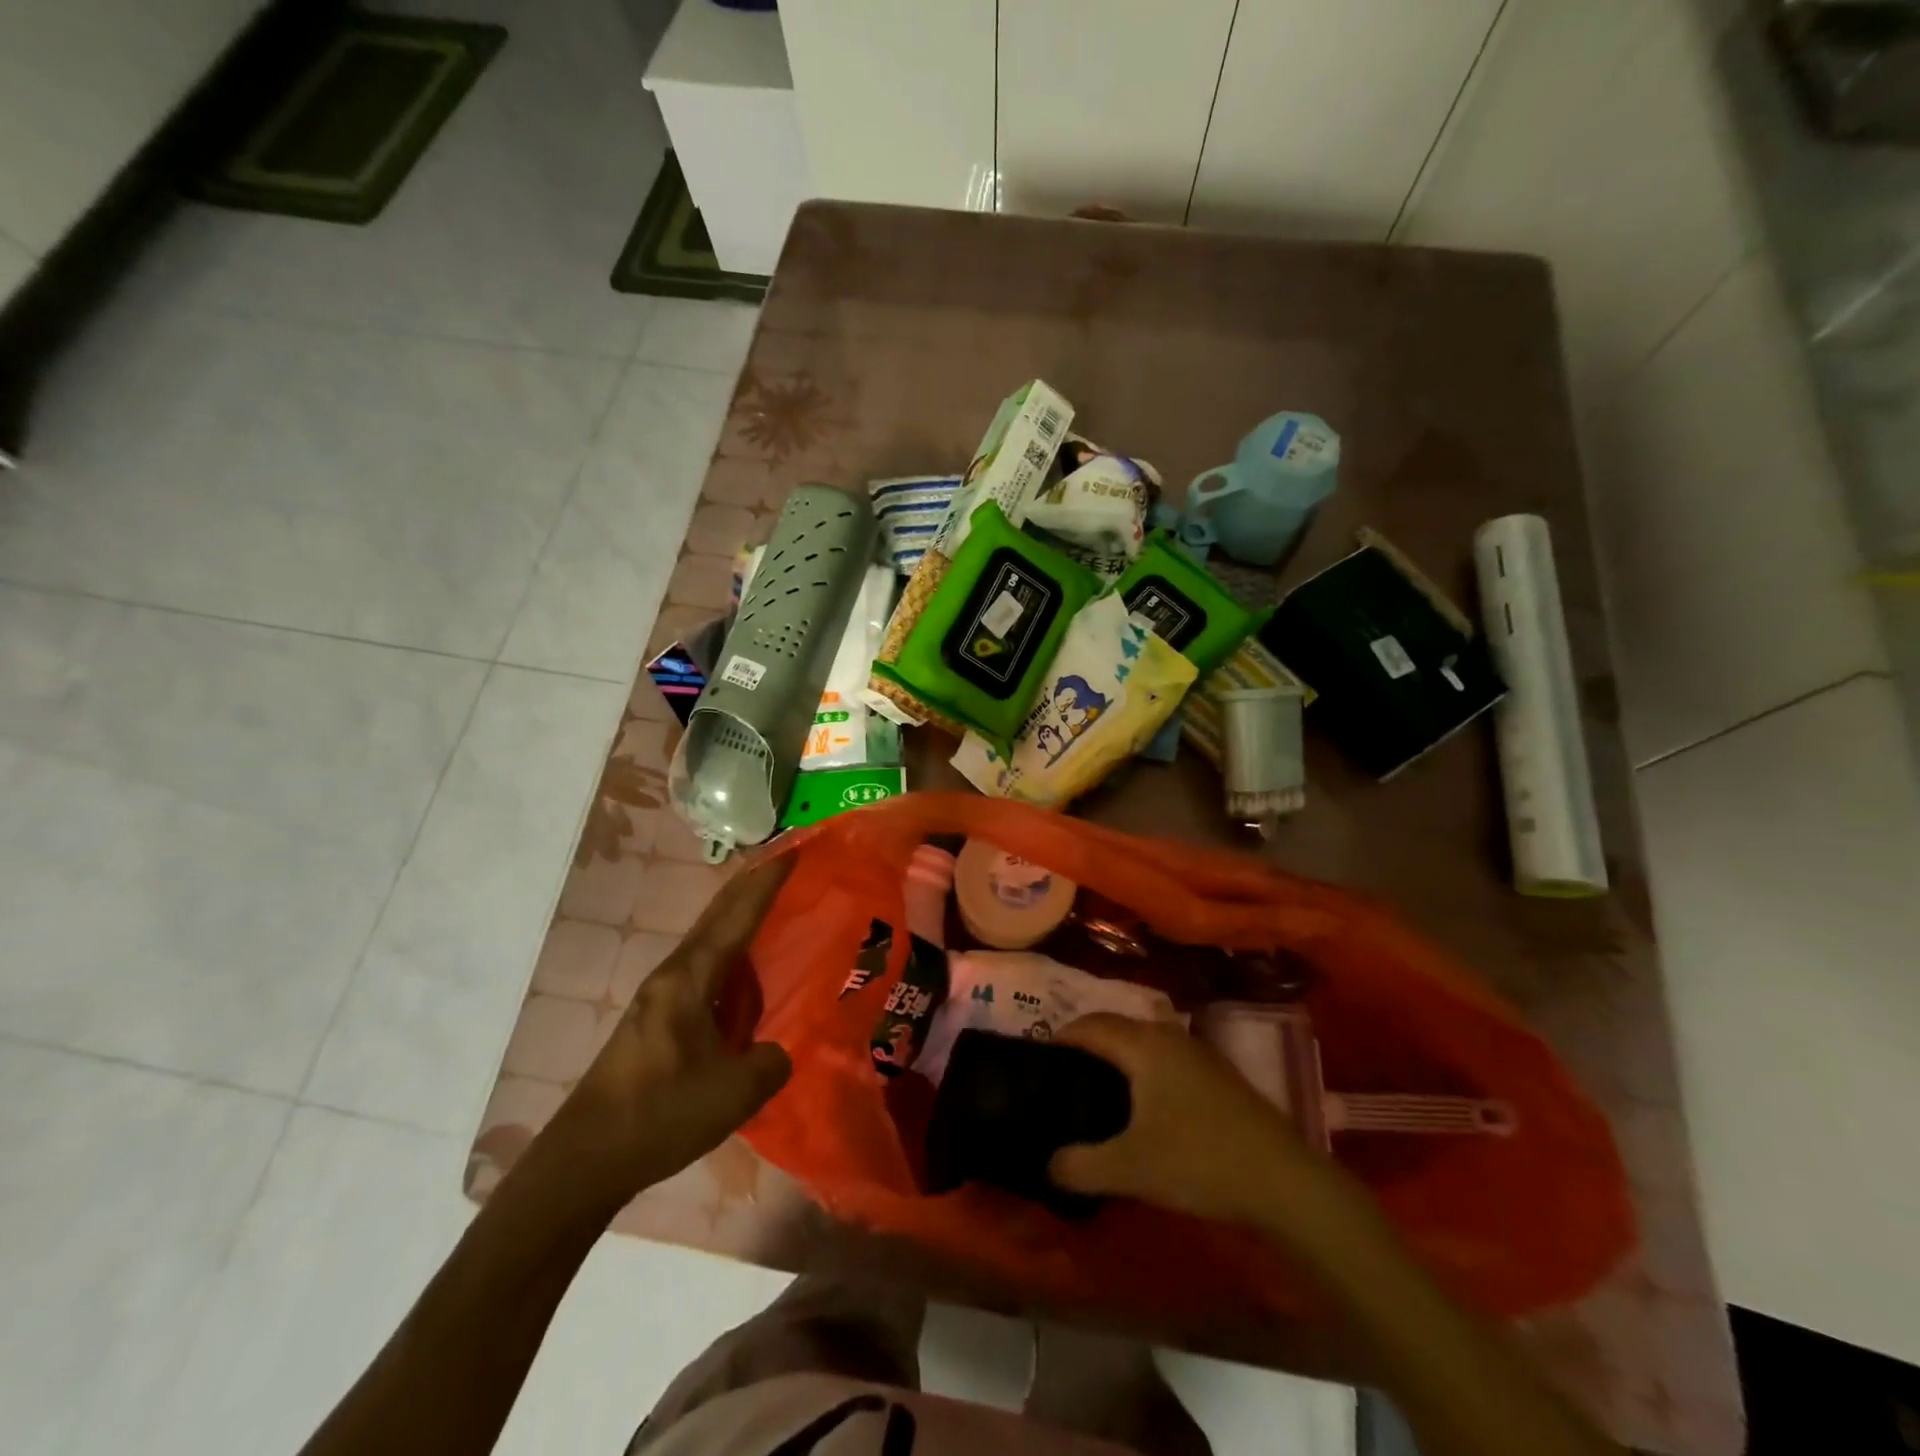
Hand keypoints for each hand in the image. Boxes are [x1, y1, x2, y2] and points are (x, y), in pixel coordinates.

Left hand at [539, 858, 794, 1210]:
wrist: (583, 1160)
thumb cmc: (660, 1115)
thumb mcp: (735, 1092)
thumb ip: (772, 1061)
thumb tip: (775, 1050)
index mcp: (690, 979)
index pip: (737, 916)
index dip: (767, 882)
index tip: (794, 849)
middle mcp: (673, 975)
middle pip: (718, 916)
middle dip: (752, 886)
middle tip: (787, 863)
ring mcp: (661, 997)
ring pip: (710, 942)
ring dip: (740, 919)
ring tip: (773, 907)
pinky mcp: (657, 1020)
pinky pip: (705, 971)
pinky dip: (732, 957)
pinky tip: (747, 974)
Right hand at [1048, 1013, 1324, 1225]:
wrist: (1285, 1180)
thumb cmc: (1199, 1160)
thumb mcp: (1130, 1169)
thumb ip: (1080, 1165)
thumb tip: (1048, 1163)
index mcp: (1143, 1044)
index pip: (1089, 1025)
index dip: (1060, 1037)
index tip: (1037, 1060)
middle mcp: (1169, 1036)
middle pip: (1116, 1026)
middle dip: (1087, 1044)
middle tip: (1062, 1077)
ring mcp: (1199, 1053)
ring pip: (1144, 1042)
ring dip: (1117, 1057)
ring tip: (1098, 1091)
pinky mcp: (1219, 1075)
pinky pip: (1165, 1058)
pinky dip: (1143, 1070)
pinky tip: (1144, 1106)